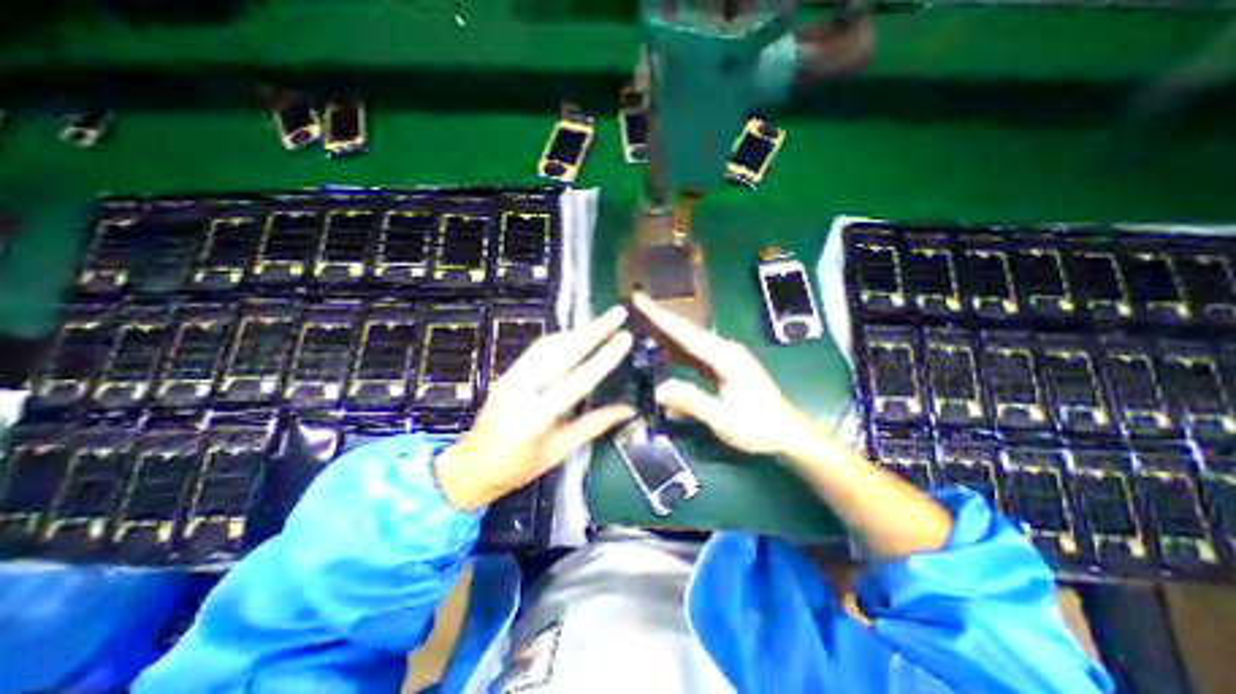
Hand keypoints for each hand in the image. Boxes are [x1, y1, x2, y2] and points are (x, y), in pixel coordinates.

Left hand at [430, 308, 631, 511]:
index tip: (625, 336)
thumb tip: (627, 409)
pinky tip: (576, 331)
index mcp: (535, 417)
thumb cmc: (519, 466)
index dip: (604, 357)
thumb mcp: (559, 451)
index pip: (577, 381)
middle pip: (562, 352)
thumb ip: (593, 425)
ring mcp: (511, 377)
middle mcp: (520, 389)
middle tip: (617, 313)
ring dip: (577, 330)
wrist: (473, 465)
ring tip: (602, 319)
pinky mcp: (508, 372)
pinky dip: (561, 337)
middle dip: (593, 330)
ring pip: (548, 345)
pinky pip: (538, 349)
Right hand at [632, 290, 818, 454]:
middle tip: (636, 303)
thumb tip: (658, 389)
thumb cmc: (758, 427)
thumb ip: (692, 402)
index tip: (639, 300)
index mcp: (724, 356)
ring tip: (643, 320)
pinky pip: (694, 352)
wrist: (788, 432)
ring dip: (667, 329)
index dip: (660, 317)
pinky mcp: (723, 366)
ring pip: (689, 339)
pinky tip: (664, 348)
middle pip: (686, 329)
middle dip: (660, 315)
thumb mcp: (724, 419)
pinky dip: (676, 346)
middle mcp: (724, 349)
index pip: (685, 333)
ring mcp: (724, 357)